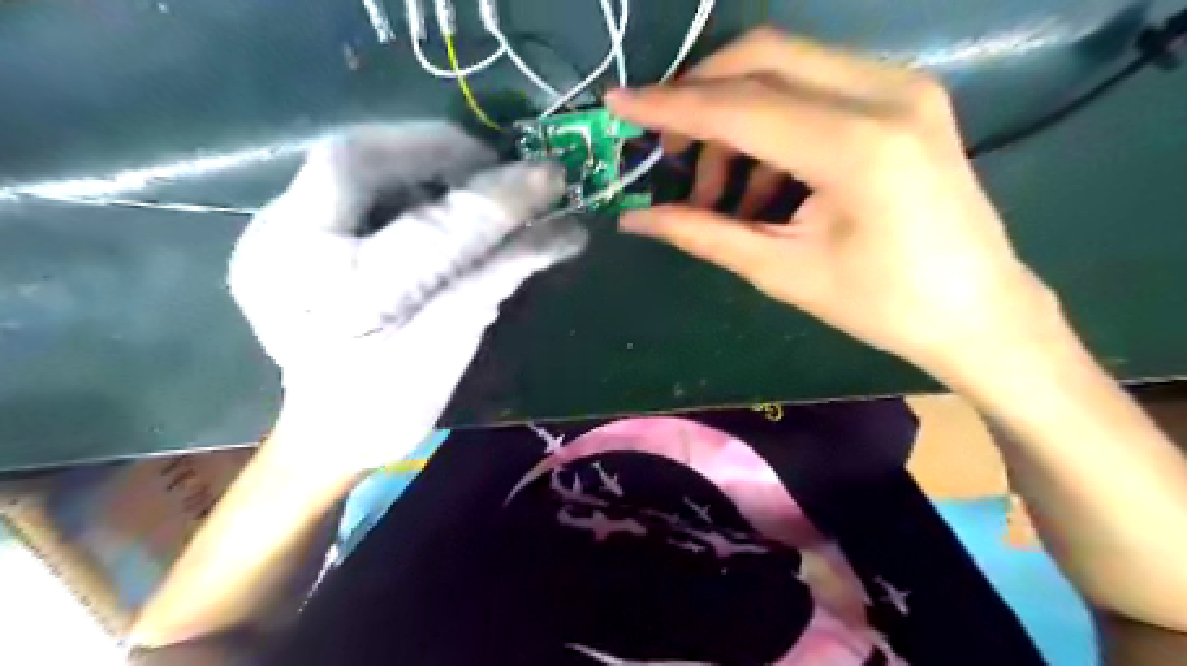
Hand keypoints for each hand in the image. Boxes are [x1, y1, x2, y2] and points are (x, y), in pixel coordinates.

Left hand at [226, 122, 582, 469]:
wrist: (325, 428)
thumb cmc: (393, 403)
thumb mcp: (454, 347)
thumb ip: (500, 278)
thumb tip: (562, 230)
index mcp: (345, 303)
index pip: (432, 230)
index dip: (498, 199)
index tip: (548, 178)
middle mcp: (285, 255)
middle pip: (357, 159)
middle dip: (437, 147)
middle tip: (492, 161)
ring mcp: (266, 238)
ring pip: (344, 159)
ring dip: (414, 155)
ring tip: (466, 174)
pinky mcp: (270, 232)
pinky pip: (337, 180)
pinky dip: (391, 174)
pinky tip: (424, 192)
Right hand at [607, 30, 1060, 383]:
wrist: (976, 309)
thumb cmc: (880, 304)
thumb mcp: (781, 270)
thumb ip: (703, 233)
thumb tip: (635, 219)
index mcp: (855, 146)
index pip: (739, 105)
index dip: (670, 106)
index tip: (618, 104)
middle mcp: (884, 92)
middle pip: (762, 54)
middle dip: (699, 95)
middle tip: (667, 149)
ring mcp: (901, 85)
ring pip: (787, 66)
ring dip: (735, 116)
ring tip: (717, 190)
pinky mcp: (904, 96)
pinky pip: (815, 86)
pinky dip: (771, 124)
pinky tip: (762, 182)